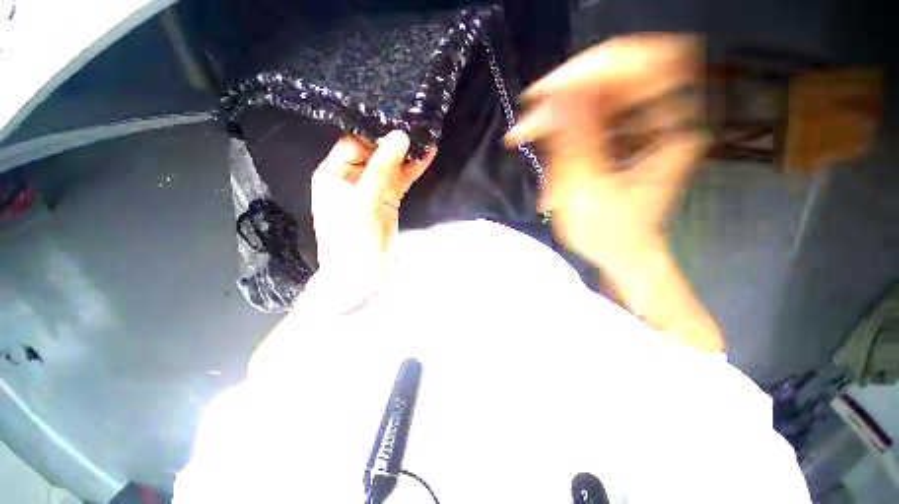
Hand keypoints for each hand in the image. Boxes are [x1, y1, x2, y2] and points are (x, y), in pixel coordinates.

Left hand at [308, 131, 435, 311]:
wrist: (362, 274)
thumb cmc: (352, 238)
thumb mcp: (364, 200)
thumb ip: (382, 168)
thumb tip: (400, 136)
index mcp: (333, 174)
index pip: (352, 143)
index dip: (372, 131)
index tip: (395, 117)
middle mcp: (351, 178)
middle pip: (373, 152)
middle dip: (393, 141)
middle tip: (415, 122)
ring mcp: (373, 189)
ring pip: (390, 166)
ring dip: (407, 154)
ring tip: (425, 135)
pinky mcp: (389, 199)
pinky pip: (402, 180)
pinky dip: (413, 169)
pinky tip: (428, 155)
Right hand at [507, 35, 723, 351]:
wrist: (620, 251)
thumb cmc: (607, 233)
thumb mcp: (586, 191)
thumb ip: (575, 141)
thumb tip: (561, 92)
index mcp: (671, 132)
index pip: (644, 65)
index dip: (595, 69)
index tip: (550, 91)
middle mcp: (664, 117)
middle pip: (618, 71)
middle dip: (569, 89)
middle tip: (533, 113)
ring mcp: (644, 121)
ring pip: (599, 88)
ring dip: (561, 105)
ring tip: (530, 129)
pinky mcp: (623, 130)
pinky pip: (591, 107)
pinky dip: (564, 117)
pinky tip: (542, 132)